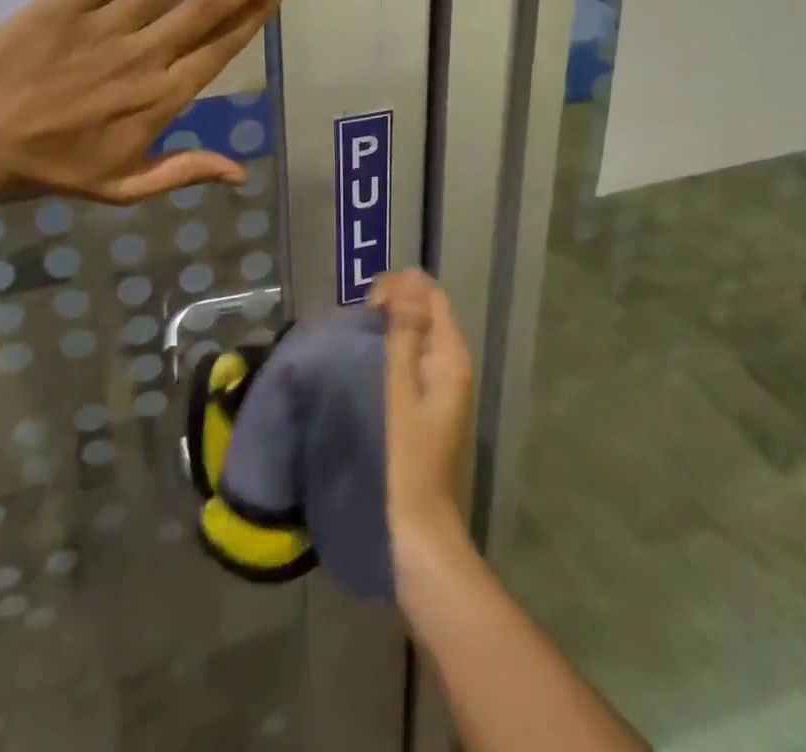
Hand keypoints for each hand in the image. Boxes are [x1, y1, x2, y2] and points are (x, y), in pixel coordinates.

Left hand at [0, 0, 295, 202]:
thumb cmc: (53, 167)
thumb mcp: (125, 188)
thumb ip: (184, 173)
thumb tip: (242, 173)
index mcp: (163, 97)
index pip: (222, 48)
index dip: (255, 15)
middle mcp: (146, 56)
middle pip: (209, 8)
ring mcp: (108, 27)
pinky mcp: (67, 4)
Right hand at [373, 269, 474, 551]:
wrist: (415, 529)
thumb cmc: (404, 456)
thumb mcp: (400, 387)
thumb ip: (405, 330)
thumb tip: (411, 276)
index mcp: (450, 356)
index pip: (430, 295)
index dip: (399, 290)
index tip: (366, 308)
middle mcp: (450, 365)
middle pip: (423, 313)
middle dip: (391, 308)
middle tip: (357, 328)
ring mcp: (439, 387)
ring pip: (413, 336)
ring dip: (387, 331)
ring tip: (355, 343)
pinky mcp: (425, 406)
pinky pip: (408, 361)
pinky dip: (387, 353)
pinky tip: (364, 367)